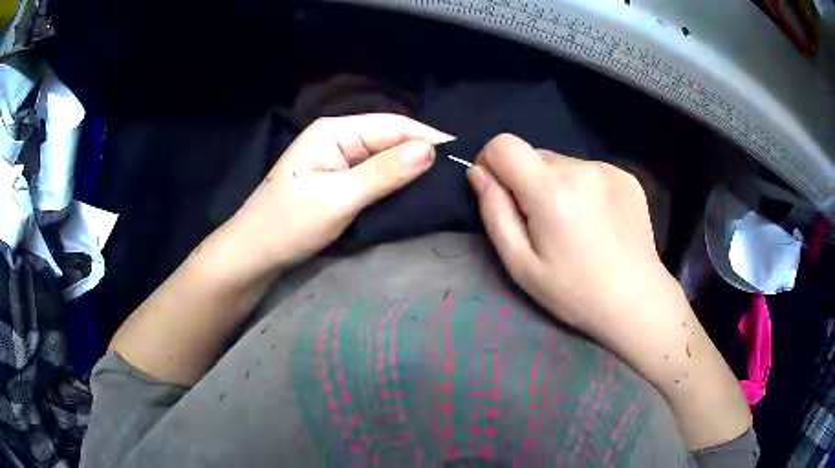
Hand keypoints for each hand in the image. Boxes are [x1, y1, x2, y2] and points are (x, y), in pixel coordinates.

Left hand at [228, 114, 452, 274]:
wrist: (253, 253)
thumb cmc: (288, 224)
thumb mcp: (337, 199)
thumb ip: (383, 173)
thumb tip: (429, 149)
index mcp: (335, 131)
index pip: (394, 125)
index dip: (430, 138)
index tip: (464, 157)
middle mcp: (338, 137)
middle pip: (390, 138)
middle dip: (423, 153)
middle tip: (459, 174)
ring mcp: (337, 158)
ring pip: (384, 156)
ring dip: (411, 168)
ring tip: (445, 183)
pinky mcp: (337, 178)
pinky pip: (374, 173)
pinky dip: (395, 180)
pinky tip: (413, 190)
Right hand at [467, 134, 670, 343]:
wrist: (637, 300)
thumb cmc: (575, 292)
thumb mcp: (521, 265)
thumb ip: (495, 213)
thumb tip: (479, 174)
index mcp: (551, 191)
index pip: (504, 144)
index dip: (491, 161)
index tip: (496, 190)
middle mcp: (581, 168)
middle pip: (534, 154)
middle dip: (526, 180)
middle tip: (542, 222)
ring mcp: (608, 169)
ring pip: (562, 162)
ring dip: (555, 184)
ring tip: (573, 224)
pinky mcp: (626, 176)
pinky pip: (588, 170)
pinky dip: (582, 187)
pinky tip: (596, 220)